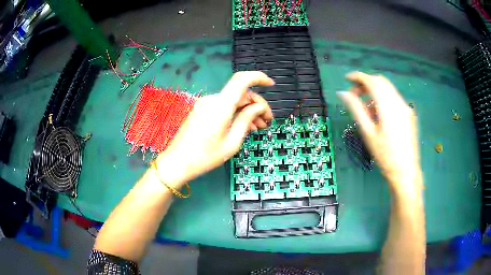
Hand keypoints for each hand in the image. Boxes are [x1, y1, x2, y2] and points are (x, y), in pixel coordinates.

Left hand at [155, 71, 273, 186]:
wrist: (178, 162)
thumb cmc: (205, 157)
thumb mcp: (232, 142)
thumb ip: (246, 120)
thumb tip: (259, 107)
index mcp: (221, 106)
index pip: (242, 80)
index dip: (259, 78)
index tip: (271, 85)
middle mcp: (213, 99)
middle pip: (240, 93)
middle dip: (257, 104)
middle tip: (267, 121)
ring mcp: (206, 104)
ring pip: (233, 100)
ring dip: (247, 110)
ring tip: (259, 126)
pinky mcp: (202, 109)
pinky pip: (224, 106)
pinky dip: (236, 113)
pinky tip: (244, 125)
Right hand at [338, 72, 421, 190]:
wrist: (406, 172)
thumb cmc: (385, 156)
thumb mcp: (368, 133)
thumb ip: (356, 109)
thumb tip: (343, 93)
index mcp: (388, 106)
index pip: (372, 81)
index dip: (358, 77)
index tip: (347, 79)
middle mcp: (399, 102)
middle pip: (381, 82)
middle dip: (366, 83)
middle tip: (355, 95)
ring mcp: (406, 108)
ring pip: (388, 90)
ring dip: (375, 92)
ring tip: (367, 109)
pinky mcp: (409, 114)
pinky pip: (395, 99)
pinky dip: (384, 100)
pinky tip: (379, 115)